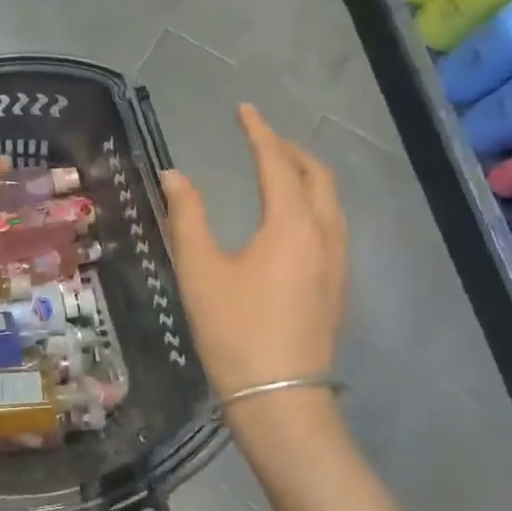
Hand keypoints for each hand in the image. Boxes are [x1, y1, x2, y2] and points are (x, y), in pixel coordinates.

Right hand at [162, 105, 348, 402]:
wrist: (280, 400)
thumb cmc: (234, 330)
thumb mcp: (200, 269)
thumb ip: (187, 215)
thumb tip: (174, 175)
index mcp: (292, 225)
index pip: (278, 163)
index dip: (260, 133)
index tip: (244, 110)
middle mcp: (324, 236)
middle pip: (318, 176)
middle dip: (290, 150)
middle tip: (260, 139)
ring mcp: (337, 264)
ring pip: (330, 202)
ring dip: (306, 176)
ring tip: (277, 170)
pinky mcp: (337, 287)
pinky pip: (332, 225)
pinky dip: (313, 203)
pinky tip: (291, 218)